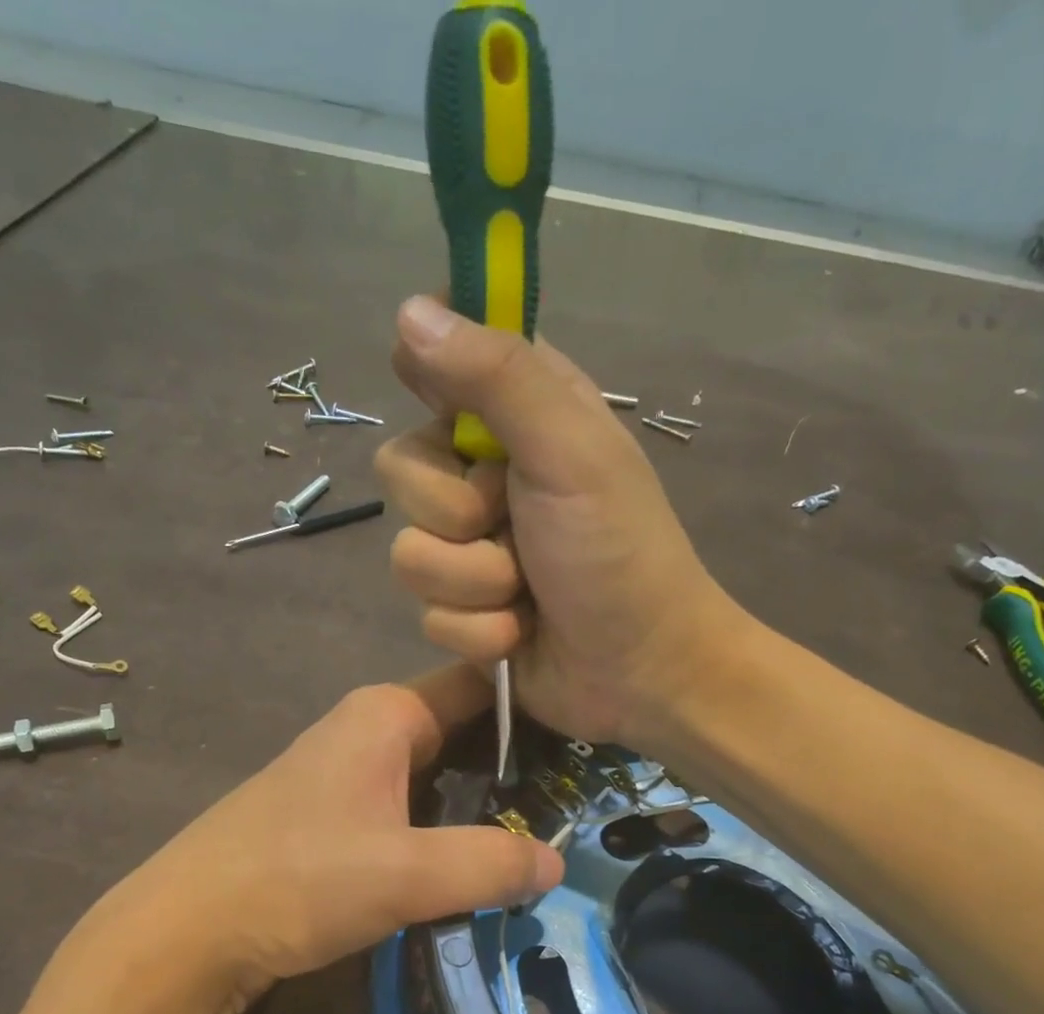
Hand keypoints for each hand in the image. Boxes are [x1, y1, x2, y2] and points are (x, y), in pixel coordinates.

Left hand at [91, 665, 564, 1012]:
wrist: (186, 932)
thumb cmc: (297, 879)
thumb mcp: (405, 873)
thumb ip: (488, 864)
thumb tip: (557, 862)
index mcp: (386, 713)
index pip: (479, 684)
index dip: (533, 704)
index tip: (587, 738)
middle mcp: (367, 728)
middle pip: (461, 729)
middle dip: (514, 760)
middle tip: (578, 797)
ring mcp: (346, 772)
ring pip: (436, 771)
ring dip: (480, 799)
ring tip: (543, 828)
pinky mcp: (333, 815)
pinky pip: (409, 803)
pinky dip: (445, 822)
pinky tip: (475, 856)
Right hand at [375, 295, 741, 747]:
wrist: (642, 672)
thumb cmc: (620, 554)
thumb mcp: (569, 452)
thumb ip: (497, 378)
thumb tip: (410, 311)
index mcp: (519, 415)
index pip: (440, 361)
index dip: (430, 379)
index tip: (451, 418)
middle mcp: (484, 474)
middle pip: (401, 468)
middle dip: (454, 513)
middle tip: (512, 525)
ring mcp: (470, 548)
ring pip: (409, 553)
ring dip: (474, 583)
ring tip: (526, 593)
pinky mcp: (462, 610)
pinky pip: (428, 614)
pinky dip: (480, 631)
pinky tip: (520, 634)